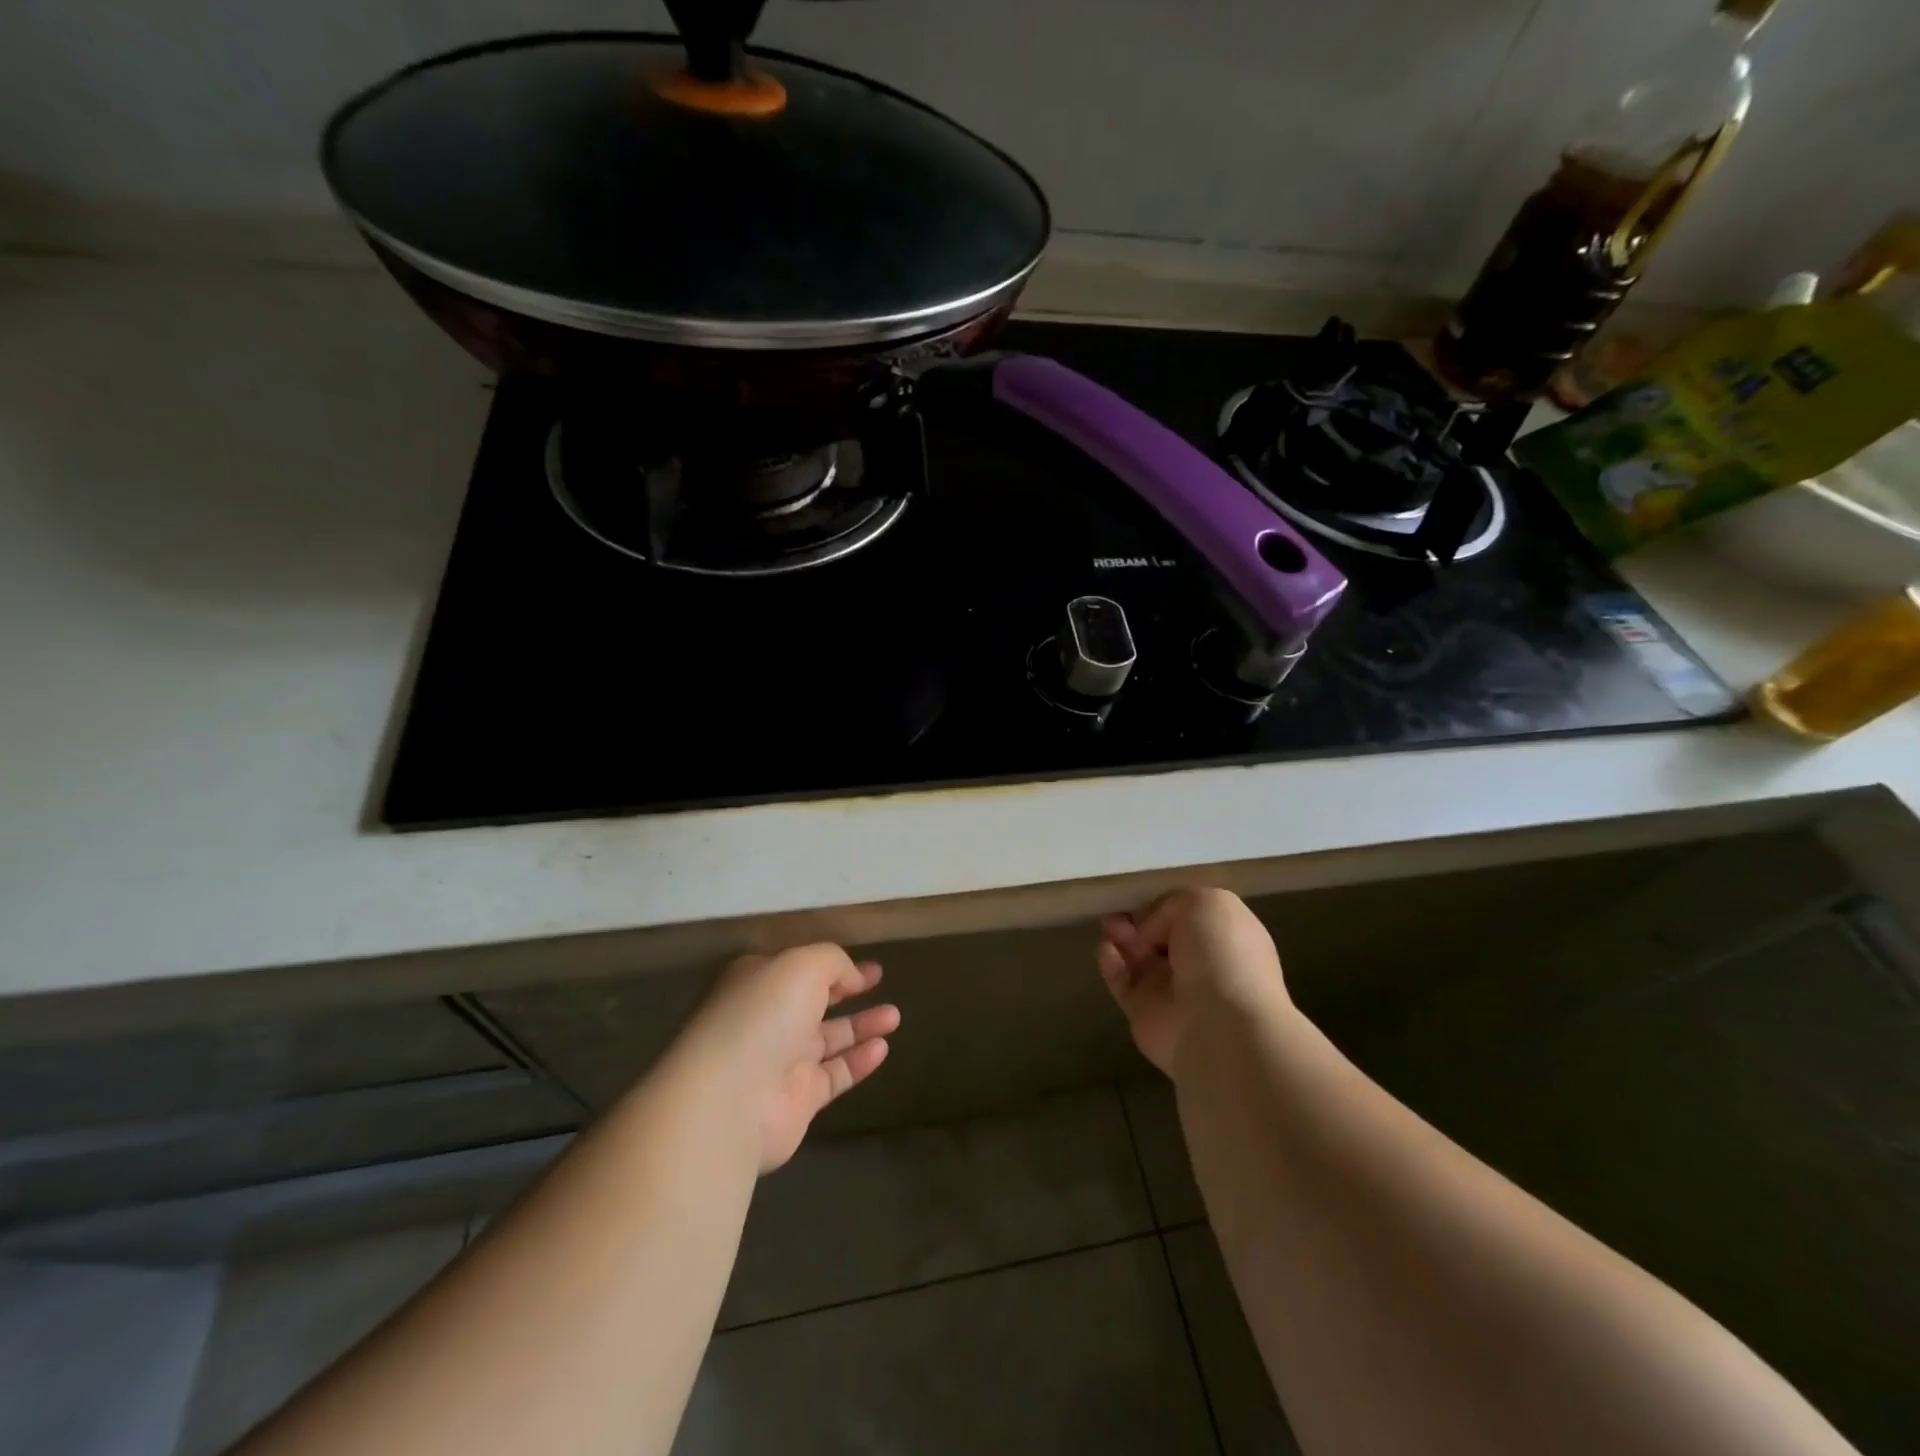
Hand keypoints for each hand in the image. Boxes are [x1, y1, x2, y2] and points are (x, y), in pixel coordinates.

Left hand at [680, 944, 900, 1172]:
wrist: (731, 1098)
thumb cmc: (763, 1015)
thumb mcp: (802, 965)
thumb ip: (833, 962)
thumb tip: (852, 976)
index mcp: (759, 983)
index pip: (799, 969)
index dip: (833, 965)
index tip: (866, 965)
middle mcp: (768, 1020)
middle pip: (814, 1002)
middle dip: (847, 991)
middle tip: (881, 982)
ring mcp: (781, 1062)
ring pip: (829, 1039)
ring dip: (862, 1025)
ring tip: (895, 1015)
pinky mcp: (798, 1100)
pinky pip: (835, 1075)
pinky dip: (859, 1061)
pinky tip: (883, 1048)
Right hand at [1097, 888, 1287, 1075]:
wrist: (1219, 1025)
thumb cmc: (1222, 955)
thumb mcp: (1205, 902)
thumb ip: (1171, 904)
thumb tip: (1150, 930)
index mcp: (1225, 935)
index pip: (1189, 912)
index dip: (1164, 901)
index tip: (1143, 892)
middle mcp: (1200, 961)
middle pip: (1158, 933)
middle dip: (1137, 918)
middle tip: (1118, 908)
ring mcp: (1172, 989)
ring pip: (1137, 955)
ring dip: (1120, 935)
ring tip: (1109, 925)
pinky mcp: (1144, 1011)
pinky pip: (1121, 981)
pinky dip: (1109, 963)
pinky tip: (1105, 949)